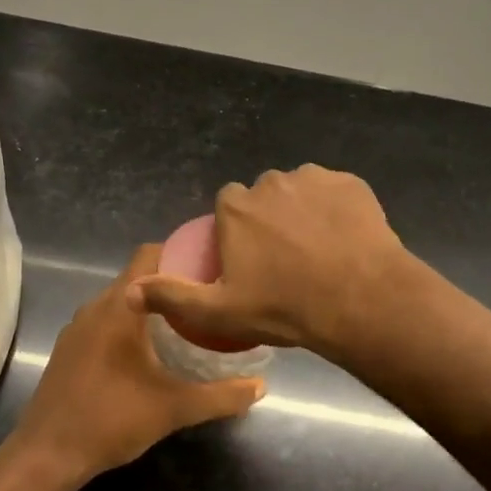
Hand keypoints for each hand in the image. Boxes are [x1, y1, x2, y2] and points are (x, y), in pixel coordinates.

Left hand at [12, 244, 264, 480]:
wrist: (47, 455)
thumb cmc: (111, 419)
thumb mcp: (174, 408)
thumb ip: (220, 396)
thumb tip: (260, 386)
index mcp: (120, 306)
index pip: (150, 254)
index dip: (181, 253)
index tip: (210, 267)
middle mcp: (96, 306)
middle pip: (138, 277)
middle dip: (171, 284)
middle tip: (206, 298)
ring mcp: (78, 327)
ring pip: (120, 300)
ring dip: (149, 306)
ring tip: (184, 323)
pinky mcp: (69, 348)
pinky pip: (104, 320)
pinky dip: (128, 324)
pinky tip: (147, 352)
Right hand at [127, 165, 409, 358]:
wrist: (361, 300)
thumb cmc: (285, 307)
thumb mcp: (220, 312)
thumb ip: (172, 297)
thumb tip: (130, 290)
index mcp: (237, 208)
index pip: (229, 207)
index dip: (238, 231)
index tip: (252, 260)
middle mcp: (271, 182)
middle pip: (264, 197)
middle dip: (271, 219)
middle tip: (287, 259)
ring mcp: (314, 179)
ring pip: (301, 191)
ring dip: (304, 211)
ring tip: (320, 250)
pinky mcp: (351, 183)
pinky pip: (336, 192)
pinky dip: (337, 209)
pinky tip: (346, 239)